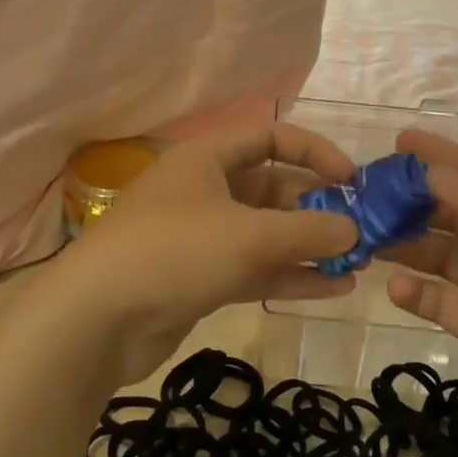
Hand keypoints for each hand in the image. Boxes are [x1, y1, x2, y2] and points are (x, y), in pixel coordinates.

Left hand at [42, 123, 360, 381]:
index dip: (313, 151)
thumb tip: (354, 229)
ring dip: (308, 246)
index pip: (270, 137)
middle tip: (361, 231)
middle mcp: (205, 189)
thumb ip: (306, 231)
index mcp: (207, 158)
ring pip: (265, 232)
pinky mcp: (199, 278)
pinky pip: (253, 267)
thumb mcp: (248, 236)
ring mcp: (201, 236)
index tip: (351, 179)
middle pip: (272, 188)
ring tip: (358, 262)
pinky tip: (333, 289)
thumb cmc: (174, 252)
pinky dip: (289, 275)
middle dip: (316, 208)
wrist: (96, 320)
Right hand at [383, 129, 457, 456]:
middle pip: (453, 212)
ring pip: (440, 253)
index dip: (441, 156)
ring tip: (364, 235)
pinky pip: (441, 302)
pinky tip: (395, 288)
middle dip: (411, 200)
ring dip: (405, 242)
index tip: (398, 141)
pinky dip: (416, 293)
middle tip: (362, 193)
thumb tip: (429, 171)